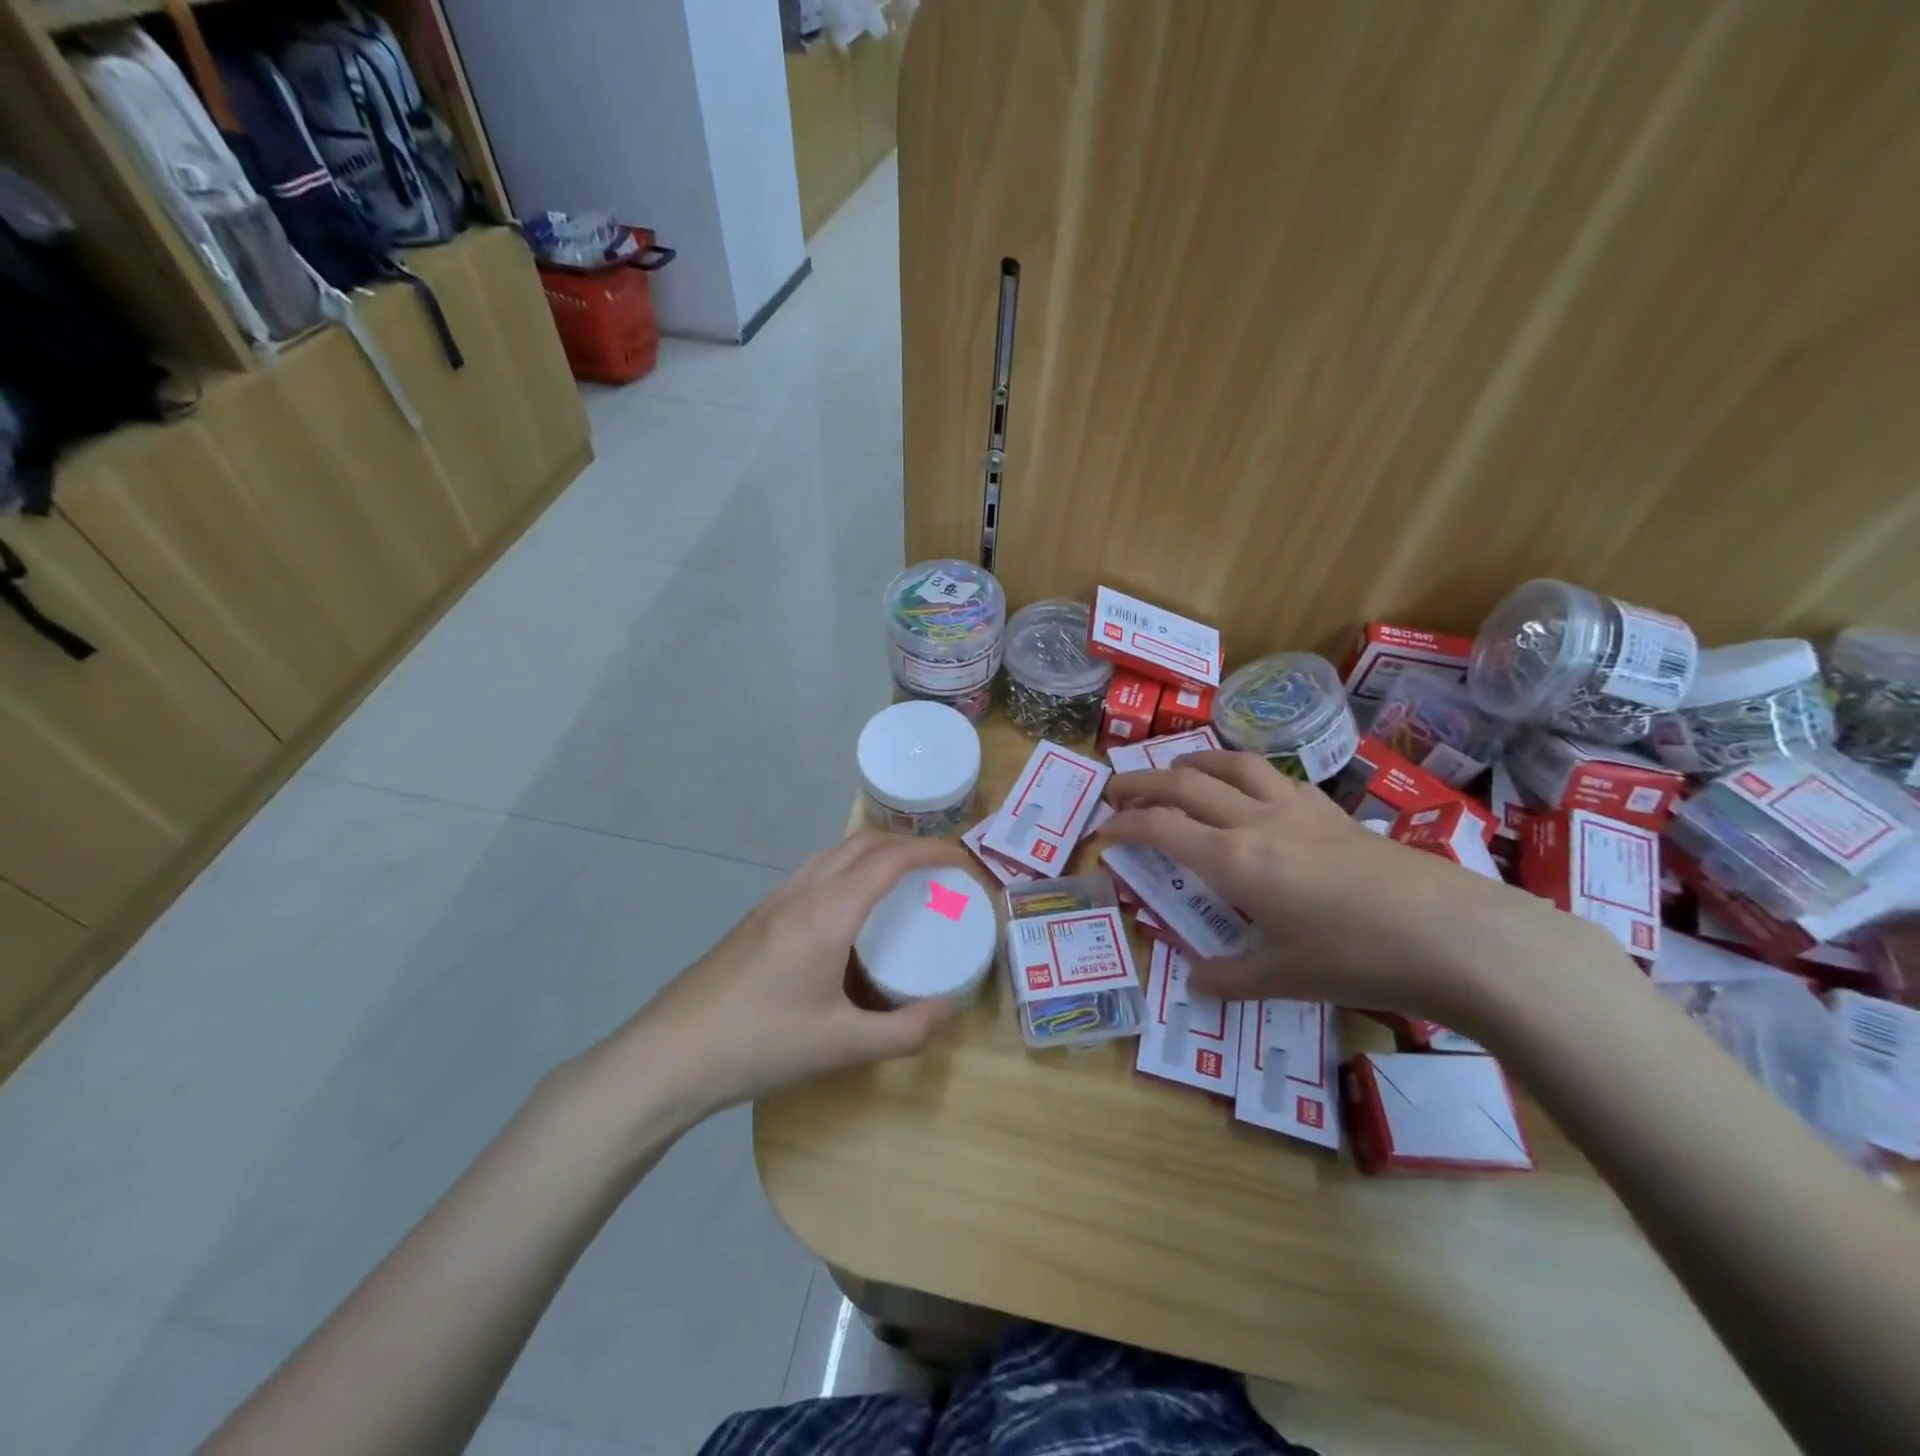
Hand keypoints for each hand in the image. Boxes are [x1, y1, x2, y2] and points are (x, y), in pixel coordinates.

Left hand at [616, 833, 975, 1118]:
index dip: (930, 852)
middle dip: (905, 845)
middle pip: (860, 844)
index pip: (888, 861)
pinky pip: (812, 873)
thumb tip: (949, 1011)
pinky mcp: (756, 918)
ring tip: (898, 880)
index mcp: (827, 914)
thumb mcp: (841, 1046)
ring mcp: (773, 903)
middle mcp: (801, 894)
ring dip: (871, 852)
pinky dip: (844, 870)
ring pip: (831, 854)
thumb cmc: (759, 1045)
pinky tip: (846, 910)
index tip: (962, 861)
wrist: (669, 1054)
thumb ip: (903, 1031)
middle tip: (938, 868)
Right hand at [1103, 751, 1601, 1024]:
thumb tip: (1194, 981)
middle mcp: (1256, 821)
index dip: (1124, 825)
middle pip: (1185, 782)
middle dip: (1142, 782)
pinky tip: (1249, 791)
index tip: (1103, 832)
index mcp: (1234, 861)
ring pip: (1232, 763)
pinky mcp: (1331, 810)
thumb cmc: (1359, 958)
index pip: (1161, 828)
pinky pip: (1273, 776)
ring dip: (1194, 760)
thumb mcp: (1286, 978)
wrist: (1456, 935)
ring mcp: (1297, 809)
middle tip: (1116, 789)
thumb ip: (1231, 977)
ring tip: (1176, 767)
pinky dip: (1243, 772)